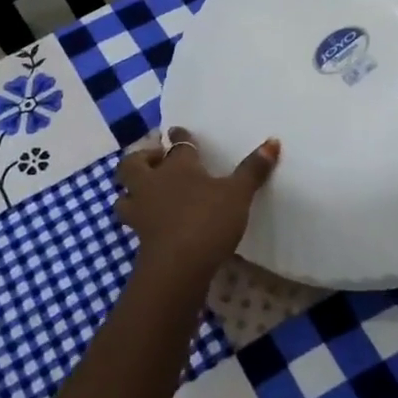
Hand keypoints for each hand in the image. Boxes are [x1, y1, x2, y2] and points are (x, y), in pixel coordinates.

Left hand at [116, 127, 280, 286]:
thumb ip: (253, 169)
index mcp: (177, 166)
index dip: (180, 137)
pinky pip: (134, 221)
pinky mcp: (139, 238)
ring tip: (148, 193)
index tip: (177, 131)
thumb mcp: (238, 193)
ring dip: (132, 191)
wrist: (178, 266)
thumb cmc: (207, 219)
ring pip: (125, 195)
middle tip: (157, 160)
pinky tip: (155, 222)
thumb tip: (273, 141)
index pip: (177, 144)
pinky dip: (142, 218)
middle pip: (133, 164)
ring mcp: (142, 212)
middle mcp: (153, 184)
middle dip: (142, 159)